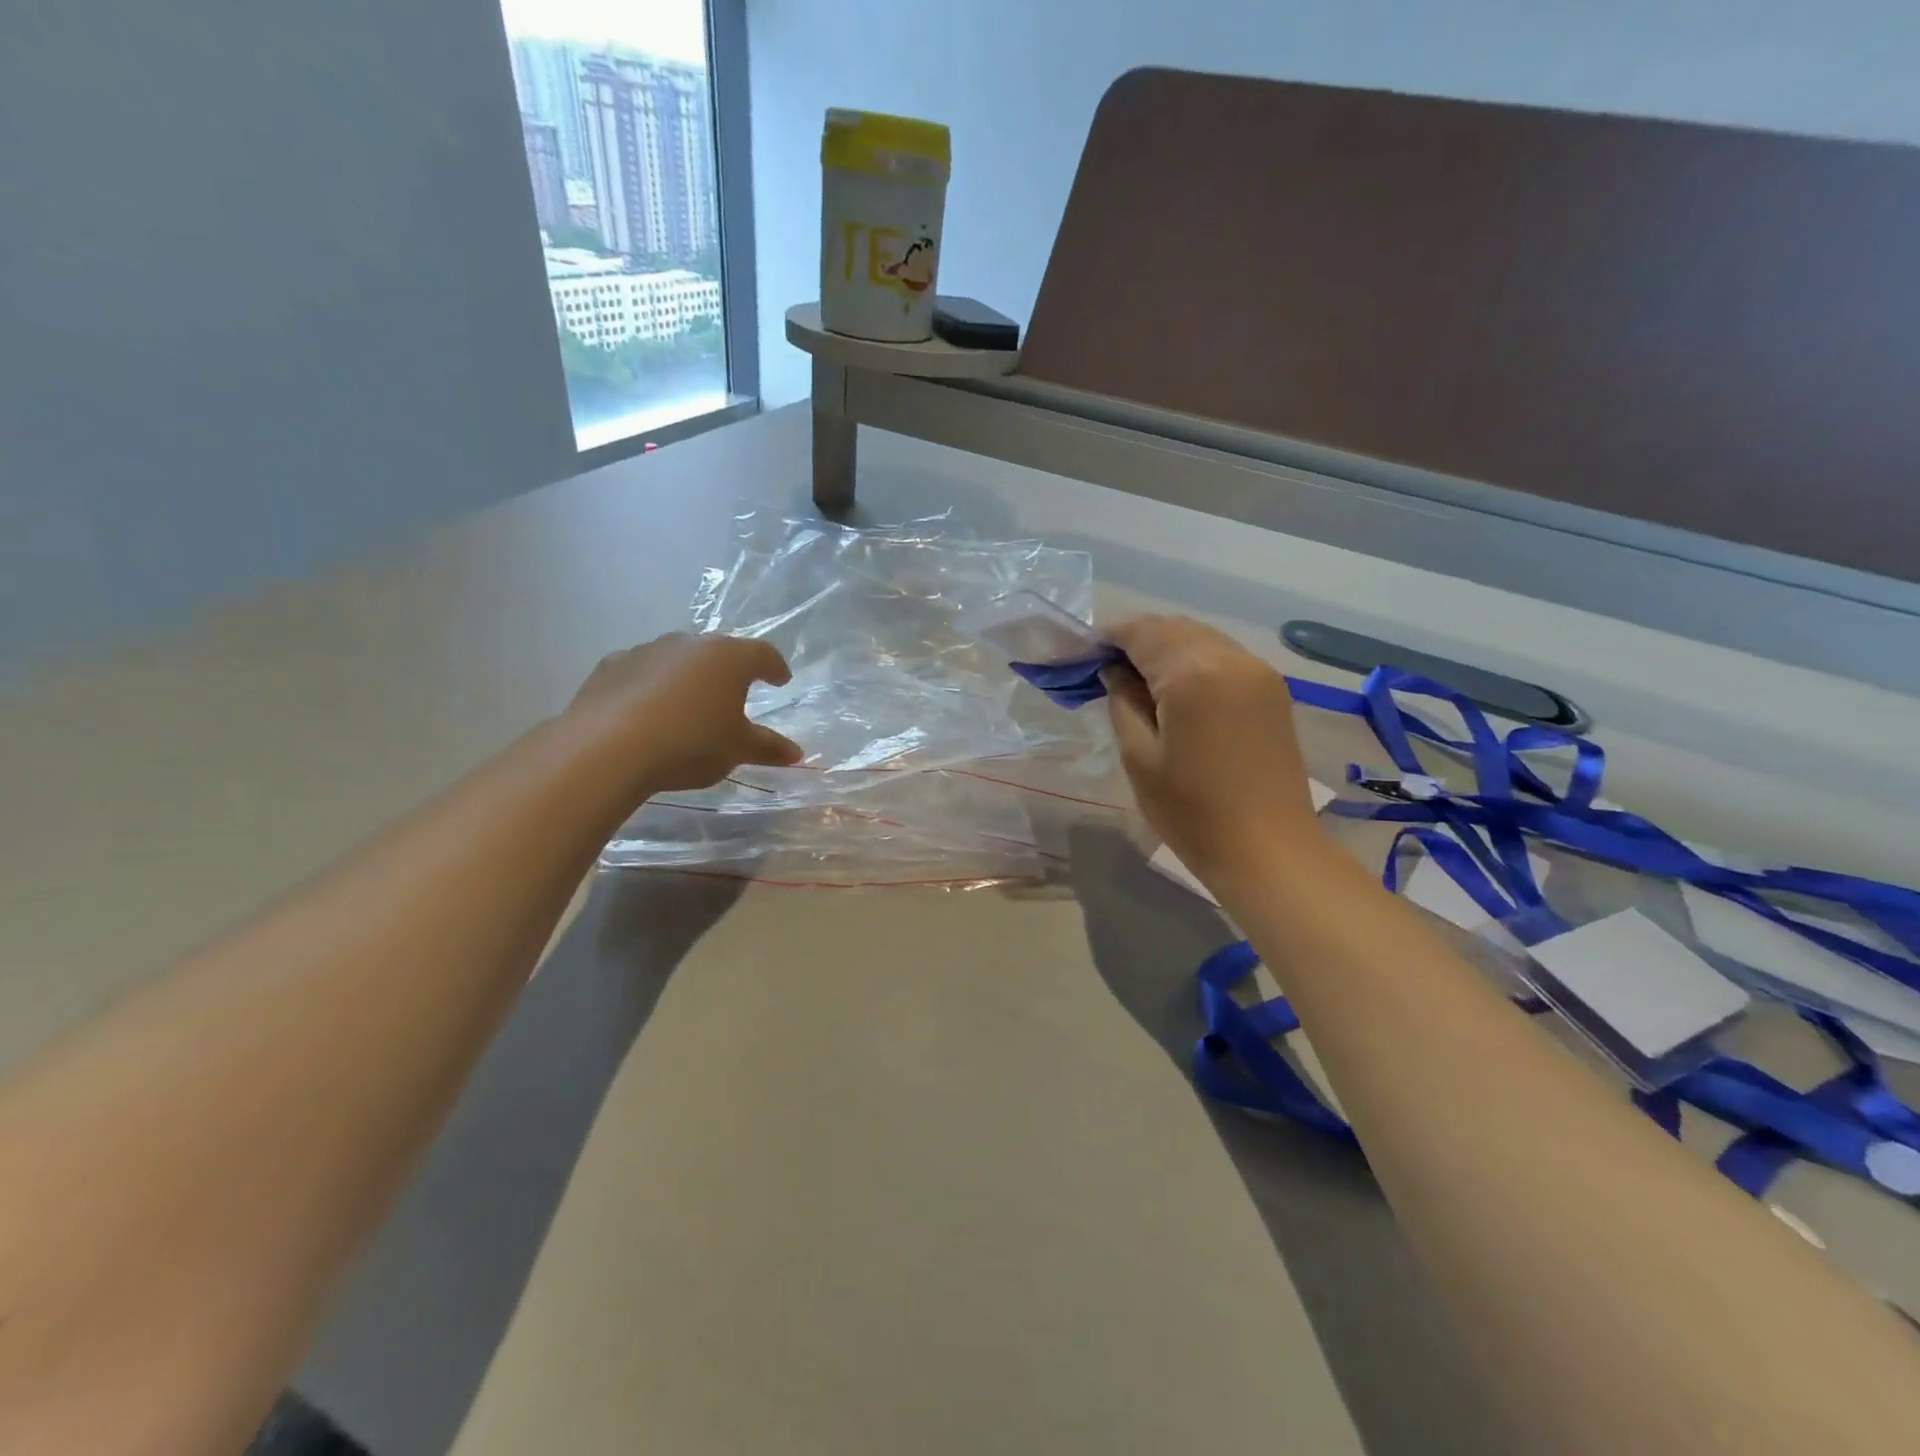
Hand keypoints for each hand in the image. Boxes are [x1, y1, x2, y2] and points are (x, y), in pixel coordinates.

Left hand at [565, 632, 801, 796]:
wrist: (608, 749)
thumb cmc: (690, 743)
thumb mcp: (736, 749)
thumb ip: (767, 747)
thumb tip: (795, 752)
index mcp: (729, 657)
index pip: (763, 654)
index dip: (775, 667)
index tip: (780, 680)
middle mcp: (689, 643)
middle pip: (718, 652)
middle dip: (728, 671)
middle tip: (734, 694)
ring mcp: (646, 650)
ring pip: (677, 659)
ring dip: (688, 677)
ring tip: (689, 706)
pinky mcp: (610, 665)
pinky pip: (642, 672)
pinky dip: (651, 686)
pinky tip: (647, 711)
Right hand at [1102, 615, 1325, 882]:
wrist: (1268, 850)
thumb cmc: (1192, 812)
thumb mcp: (1139, 757)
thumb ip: (1122, 701)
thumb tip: (1114, 671)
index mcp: (1192, 674)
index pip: (1141, 632)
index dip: (1108, 636)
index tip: (1082, 651)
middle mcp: (1230, 658)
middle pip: (1173, 628)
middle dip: (1137, 639)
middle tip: (1106, 667)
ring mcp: (1257, 671)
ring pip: (1201, 637)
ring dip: (1166, 647)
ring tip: (1138, 678)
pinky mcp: (1272, 689)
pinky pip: (1223, 656)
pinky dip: (1194, 659)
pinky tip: (1177, 689)